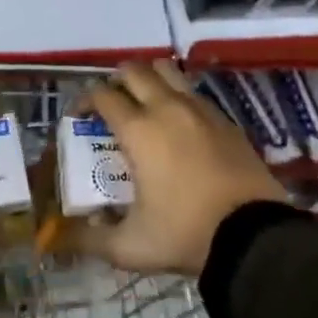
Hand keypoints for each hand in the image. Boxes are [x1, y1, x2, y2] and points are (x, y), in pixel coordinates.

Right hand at [74, 60, 288, 275]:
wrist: (254, 239)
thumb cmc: (185, 235)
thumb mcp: (130, 247)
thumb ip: (91, 239)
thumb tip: (63, 237)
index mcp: (138, 130)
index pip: (102, 95)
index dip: (84, 100)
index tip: (78, 117)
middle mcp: (166, 108)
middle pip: (133, 71)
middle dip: (115, 81)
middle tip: (111, 106)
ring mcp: (200, 110)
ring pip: (167, 70)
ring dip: (149, 79)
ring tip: (144, 103)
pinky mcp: (226, 120)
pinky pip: (194, 92)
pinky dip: (179, 96)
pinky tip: (179, 124)